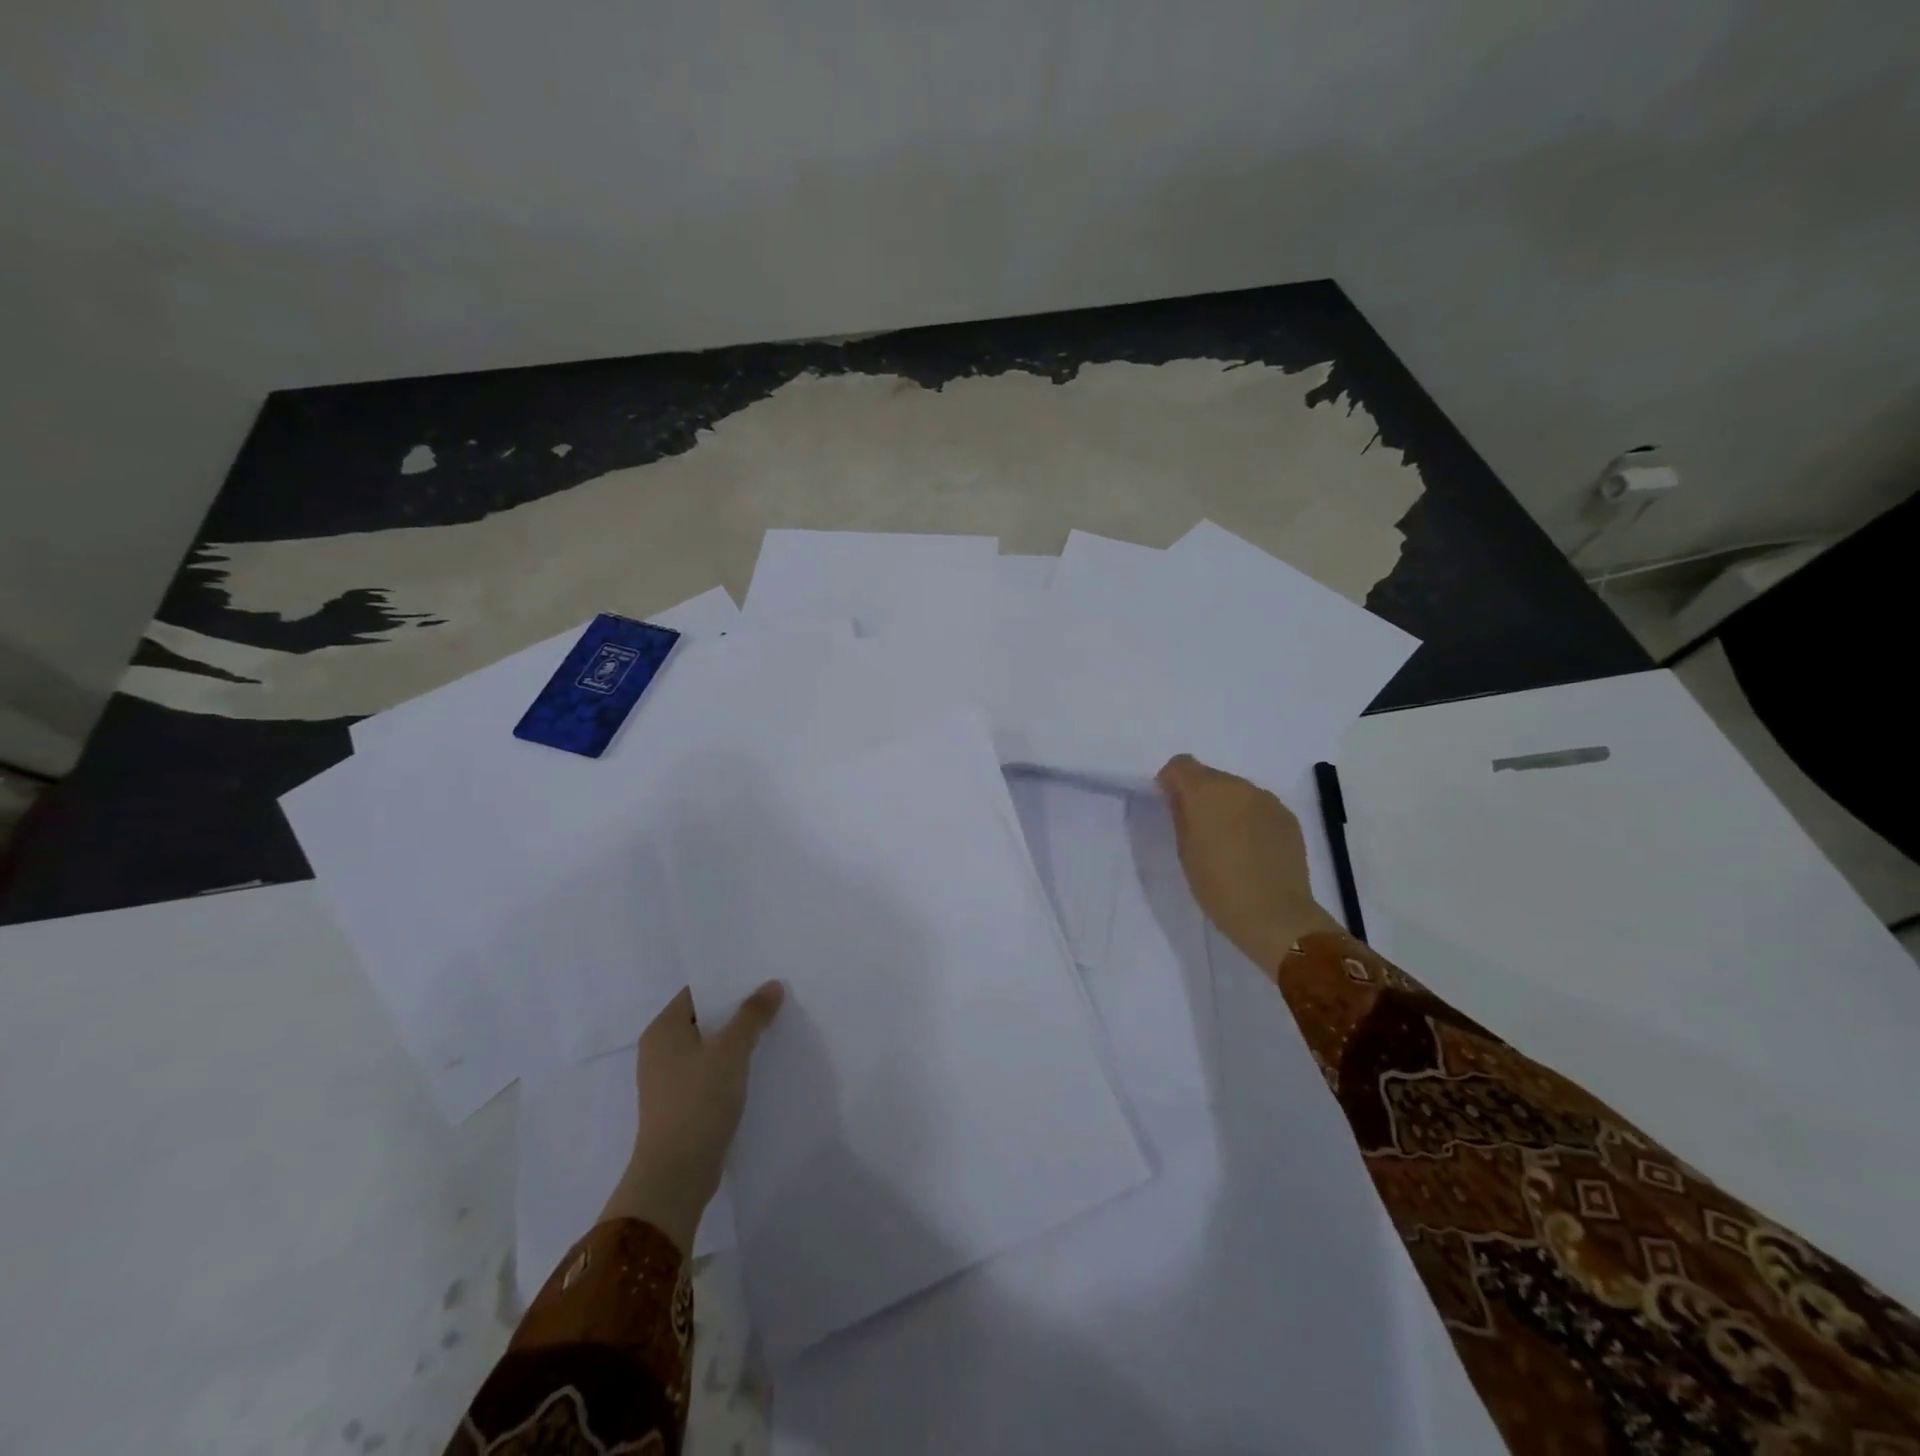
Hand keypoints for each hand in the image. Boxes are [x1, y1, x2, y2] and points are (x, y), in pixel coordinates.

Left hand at [598, 981, 784, 1253]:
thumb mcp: (731, 1050)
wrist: (676, 1174)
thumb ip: (752, 1014)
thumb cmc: (698, 1100)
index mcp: (663, 1029)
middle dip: (737, 1011)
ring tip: (771, 1030)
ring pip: (708, 1047)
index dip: (729, 984)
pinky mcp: (680, 1104)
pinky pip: (709, 1072)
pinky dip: (730, 1066)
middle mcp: (659, 1049)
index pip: (698, 992)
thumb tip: (772, 985)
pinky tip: (757, 1066)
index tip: (761, 979)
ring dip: (736, 1040)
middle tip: (773, 1000)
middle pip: (704, 1018)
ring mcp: (668, 1079)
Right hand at [1156, 754, 1341, 972]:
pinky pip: (1259, 807)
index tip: (1170, 805)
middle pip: (1210, 776)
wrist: (1274, 914)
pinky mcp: (1288, 817)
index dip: (1171, 781)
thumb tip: (1179, 797)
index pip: (1180, 764)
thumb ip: (1180, 815)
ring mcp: (1267, 800)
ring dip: (1227, 806)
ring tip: (1228, 842)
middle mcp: (1238, 786)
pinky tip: (1252, 849)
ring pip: (1237, 791)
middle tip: (1199, 829)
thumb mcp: (1185, 850)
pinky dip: (1250, 818)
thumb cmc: (1217, 885)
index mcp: (1206, 791)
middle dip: (1200, 795)